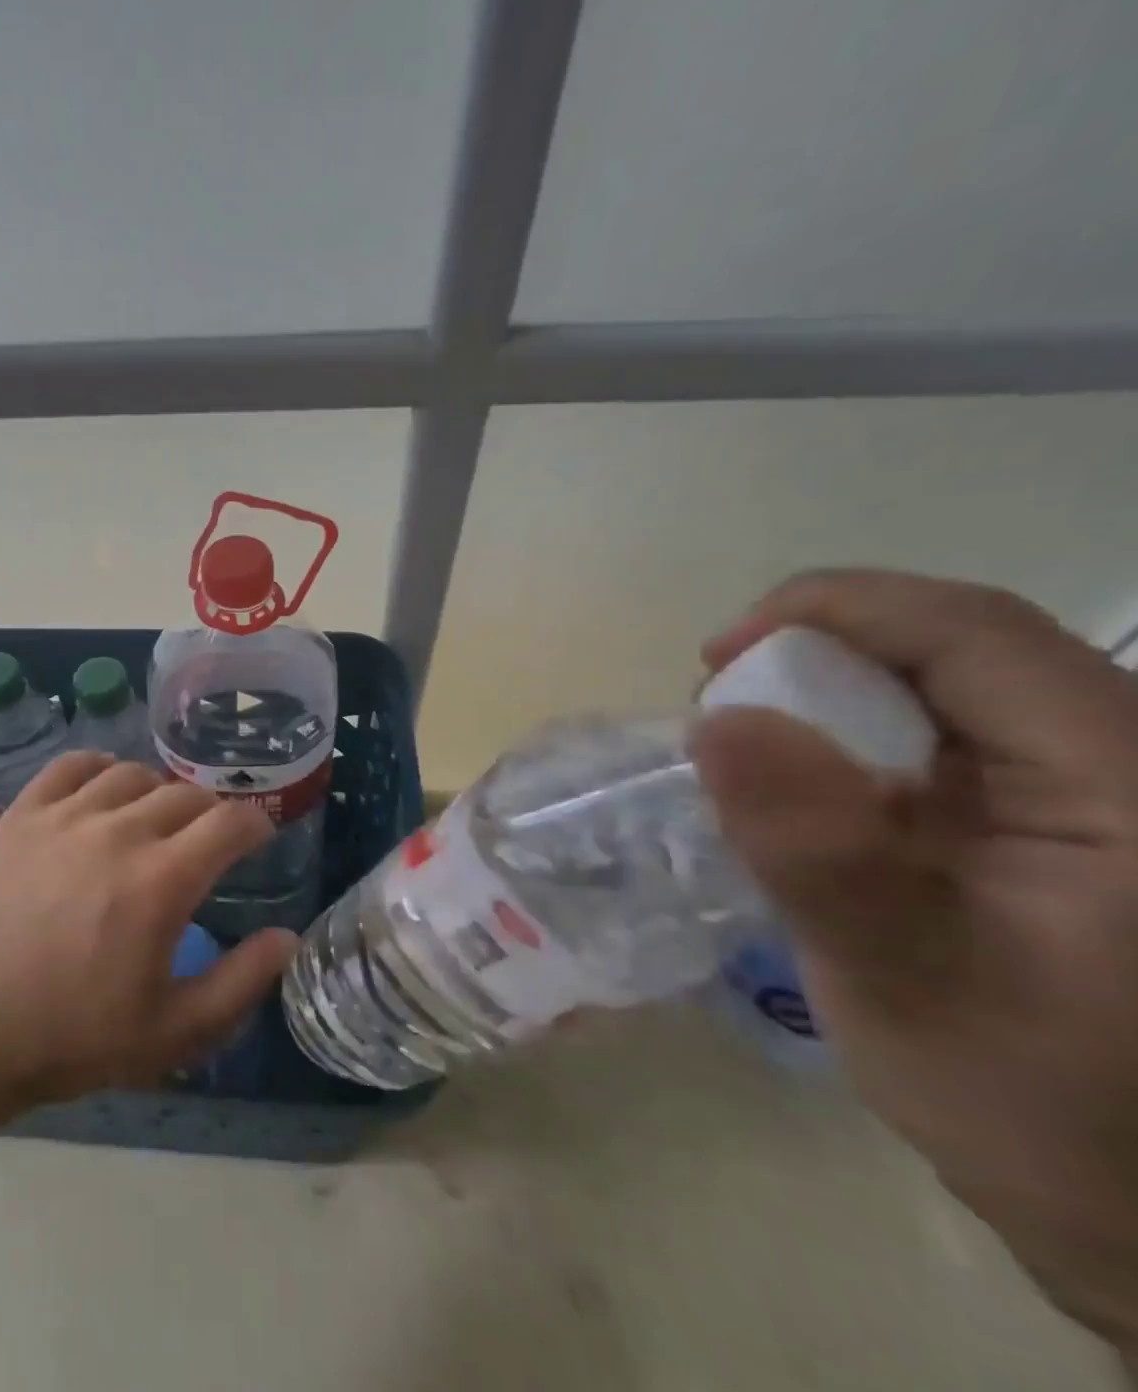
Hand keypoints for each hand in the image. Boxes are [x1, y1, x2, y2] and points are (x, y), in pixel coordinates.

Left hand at [0, 752, 294, 1111]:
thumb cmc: (70, 1037)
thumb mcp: (172, 1033)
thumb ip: (241, 983)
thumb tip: (287, 937)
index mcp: (161, 880)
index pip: (228, 823)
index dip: (254, 824)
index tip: (258, 837)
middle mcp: (118, 832)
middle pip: (184, 794)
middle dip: (210, 812)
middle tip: (209, 839)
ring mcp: (65, 816)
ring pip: (132, 775)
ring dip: (159, 790)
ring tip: (158, 817)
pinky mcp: (22, 814)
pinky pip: (71, 766)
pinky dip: (100, 767)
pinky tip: (104, 787)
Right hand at [690, 570, 1137, 1356]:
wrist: (1127, 1205)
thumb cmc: (1032, 1103)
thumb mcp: (902, 979)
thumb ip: (816, 850)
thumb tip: (716, 719)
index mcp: (1127, 785)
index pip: (975, 631)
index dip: (835, 608)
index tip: (718, 656)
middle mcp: (1118, 766)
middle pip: (951, 649)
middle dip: (815, 657)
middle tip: (718, 714)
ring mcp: (1082, 794)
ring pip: (934, 689)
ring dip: (823, 702)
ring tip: (746, 757)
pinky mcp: (1041, 823)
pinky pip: (927, 740)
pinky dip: (842, 746)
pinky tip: (800, 795)